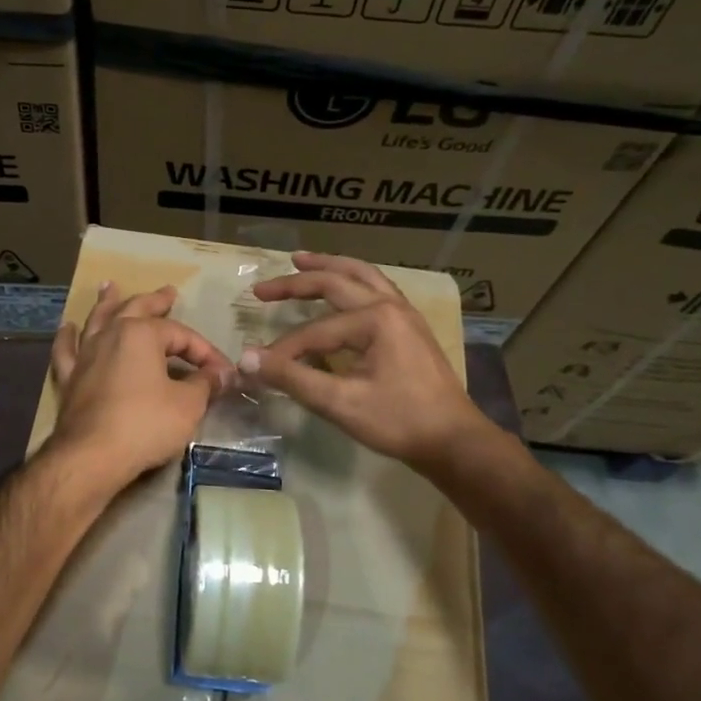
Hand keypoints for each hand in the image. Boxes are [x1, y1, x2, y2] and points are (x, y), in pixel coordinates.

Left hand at [50, 283, 235, 489]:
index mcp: (141, 334)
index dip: (206, 352)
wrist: (92, 456)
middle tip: (167, 292)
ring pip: (97, 321)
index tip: (223, 373)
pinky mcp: (69, 379)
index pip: (181, 335)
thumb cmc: (145, 425)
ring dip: (107, 303)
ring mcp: (85, 355)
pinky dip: (67, 338)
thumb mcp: (188, 405)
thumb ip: (205, 384)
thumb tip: (222, 374)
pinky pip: (67, 351)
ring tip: (110, 287)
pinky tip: (68, 328)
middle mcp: (110, 335)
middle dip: (155, 301)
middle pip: (136, 310)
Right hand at [240, 253, 499, 472]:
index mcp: (375, 319)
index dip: (283, 350)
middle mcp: (390, 305)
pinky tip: (343, 286)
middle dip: (296, 283)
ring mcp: (404, 314)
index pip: (314, 330)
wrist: (453, 441)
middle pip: (336, 282)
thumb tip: (247, 360)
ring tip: (300, 259)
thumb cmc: (399, 421)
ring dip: (329, 267)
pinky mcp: (410, 327)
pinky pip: (376, 289)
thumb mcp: (340, 403)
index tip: (259, 368)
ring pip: (361, 276)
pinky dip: (352, 280)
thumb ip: (292, 378)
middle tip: (261, 288)